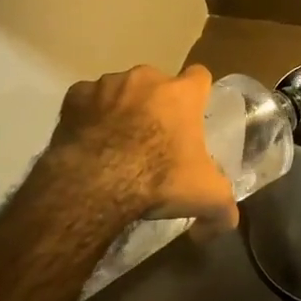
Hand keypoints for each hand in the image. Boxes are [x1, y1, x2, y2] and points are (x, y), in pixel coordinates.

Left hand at [39, 64, 238, 235]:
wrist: (96, 182)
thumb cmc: (159, 179)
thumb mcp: (206, 198)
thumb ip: (223, 209)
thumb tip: (225, 223)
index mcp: (182, 93)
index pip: (199, 76)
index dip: (197, 94)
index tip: (192, 117)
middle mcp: (146, 78)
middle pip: (157, 84)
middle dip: (156, 104)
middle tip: (153, 138)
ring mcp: (108, 84)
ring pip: (120, 90)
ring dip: (121, 108)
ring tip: (116, 143)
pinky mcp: (75, 97)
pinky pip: (86, 100)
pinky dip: (88, 115)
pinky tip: (89, 140)